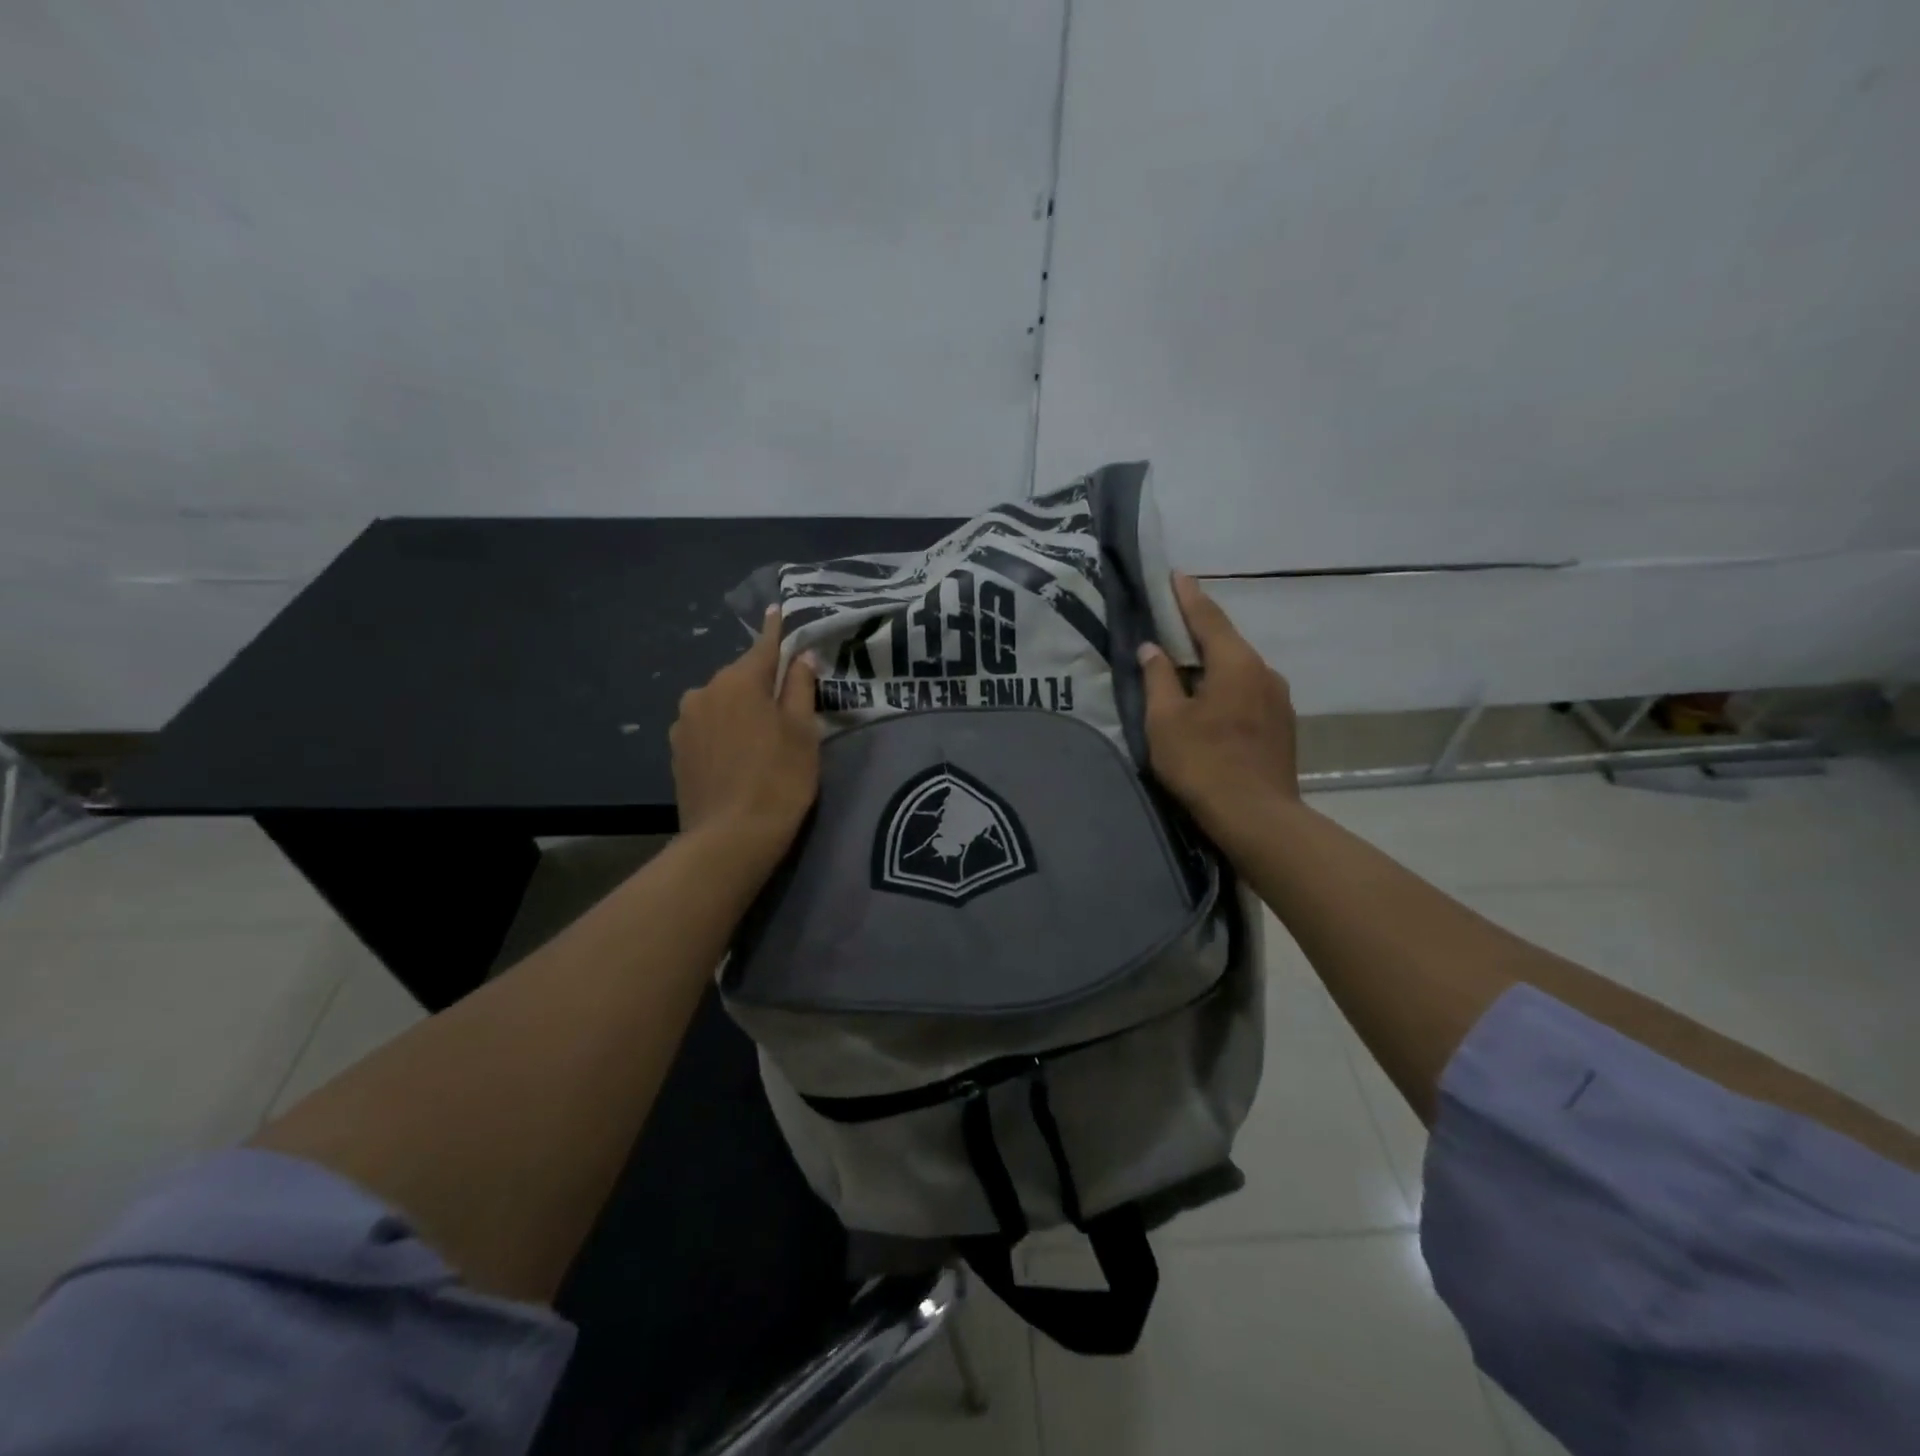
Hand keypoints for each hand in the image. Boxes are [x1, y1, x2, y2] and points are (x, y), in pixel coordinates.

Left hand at [671, 608, 819, 862]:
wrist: (729, 839)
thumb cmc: (779, 780)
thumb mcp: (803, 732)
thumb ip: (801, 688)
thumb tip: (801, 656)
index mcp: (739, 681)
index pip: (764, 646)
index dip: (776, 630)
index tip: (778, 609)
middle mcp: (705, 691)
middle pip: (741, 677)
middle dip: (762, 682)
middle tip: (787, 704)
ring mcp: (685, 721)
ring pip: (721, 703)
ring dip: (740, 709)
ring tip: (761, 737)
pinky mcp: (676, 750)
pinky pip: (707, 727)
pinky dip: (723, 731)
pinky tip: (737, 755)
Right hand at [1136, 573, 1299, 846]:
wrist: (1257, 818)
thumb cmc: (1203, 763)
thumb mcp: (1166, 720)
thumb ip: (1158, 679)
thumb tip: (1153, 649)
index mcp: (1236, 664)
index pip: (1209, 618)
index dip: (1188, 597)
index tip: (1176, 575)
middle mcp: (1264, 673)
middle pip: (1227, 642)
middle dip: (1199, 632)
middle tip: (1172, 624)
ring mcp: (1279, 701)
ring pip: (1240, 670)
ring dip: (1214, 664)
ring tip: (1188, 669)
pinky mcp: (1283, 726)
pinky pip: (1249, 693)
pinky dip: (1227, 688)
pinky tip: (1211, 704)